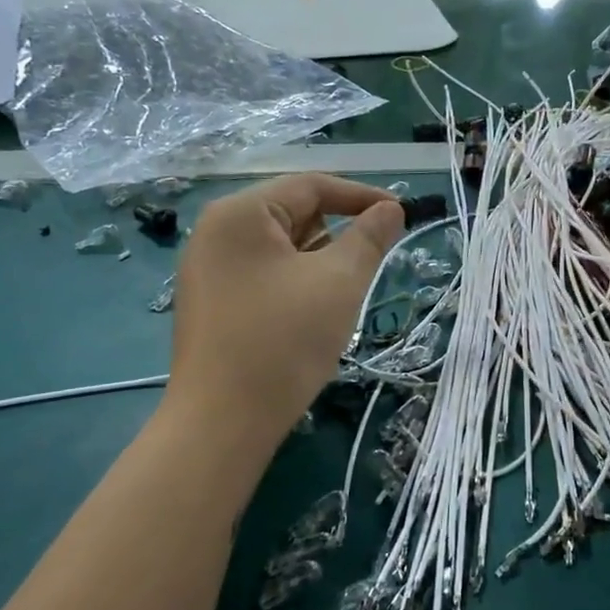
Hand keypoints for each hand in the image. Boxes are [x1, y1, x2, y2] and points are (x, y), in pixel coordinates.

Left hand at [165, 174, 402, 441]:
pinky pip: (265, 275)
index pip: (310, 186)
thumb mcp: (339, 282)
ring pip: (281, 248)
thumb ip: (370, 237)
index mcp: (240, 213)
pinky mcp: (212, 302)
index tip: (401, 215)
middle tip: (373, 262)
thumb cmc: (285, 341)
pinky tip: (312, 315)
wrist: (222, 423)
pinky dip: (297, 283)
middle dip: (338, 234)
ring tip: (342, 295)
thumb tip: (390, 210)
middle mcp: (216, 232)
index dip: (361, 196)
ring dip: (319, 262)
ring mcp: (208, 269)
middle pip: (293, 214)